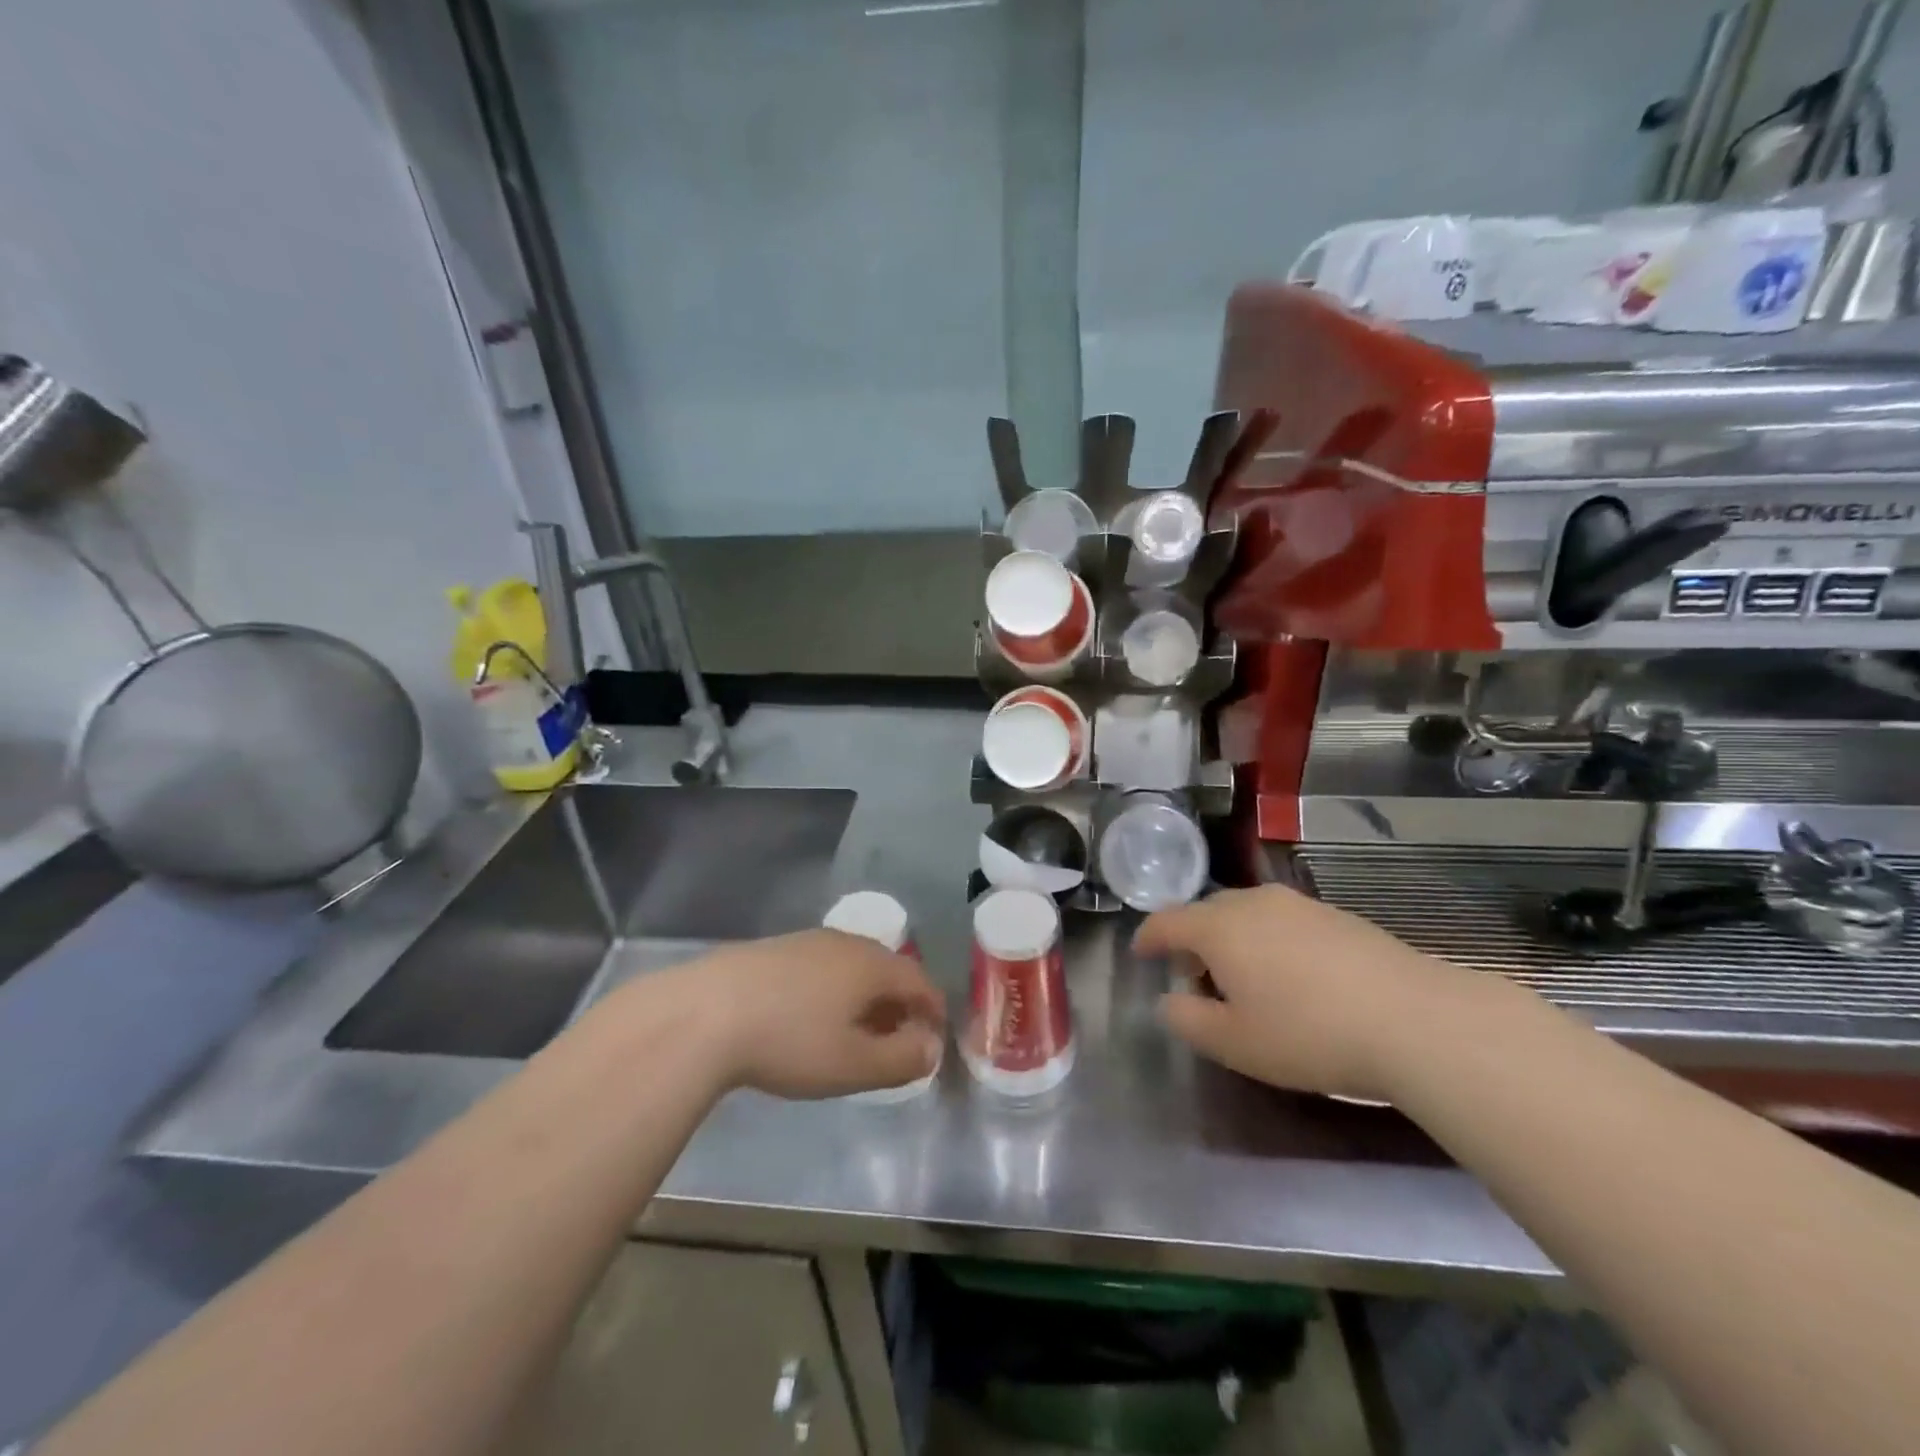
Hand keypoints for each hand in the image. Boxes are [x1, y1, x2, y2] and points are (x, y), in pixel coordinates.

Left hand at [655, 930, 945, 1099]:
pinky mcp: (774, 949)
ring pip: (852, 967)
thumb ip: (902, 1058)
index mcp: (873, 965)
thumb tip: (932, 1047)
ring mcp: (807, 941)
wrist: (704, 1013)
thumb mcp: (853, 1065)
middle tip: (895, 1042)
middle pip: (888, 970)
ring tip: (854, 1033)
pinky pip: (821, 968)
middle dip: (899, 1005)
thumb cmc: (790, 1041)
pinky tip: (810, 1018)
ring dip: (864, 998)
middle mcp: (846, 942)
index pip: (920, 981)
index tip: (933, 1041)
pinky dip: (832, 991)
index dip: (933, 1012)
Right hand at [1135, 884, 1488, 1102]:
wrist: (1415, 1020)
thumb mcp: (1234, 1043)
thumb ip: (1187, 1020)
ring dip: (1232, 940)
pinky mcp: (1337, 916)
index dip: (1148, 938)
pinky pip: (1283, 921)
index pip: (1167, 921)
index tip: (1140, 953)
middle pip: (1206, 913)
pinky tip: (1292, 978)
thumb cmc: (1309, 1033)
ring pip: (1247, 914)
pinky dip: (1269, 941)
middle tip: (1197, 981)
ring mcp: (1299, 904)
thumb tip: (1169, 1000)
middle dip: (1192, 941)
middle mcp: (1254, 902)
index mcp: (1219, 927)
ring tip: (1246, 982)